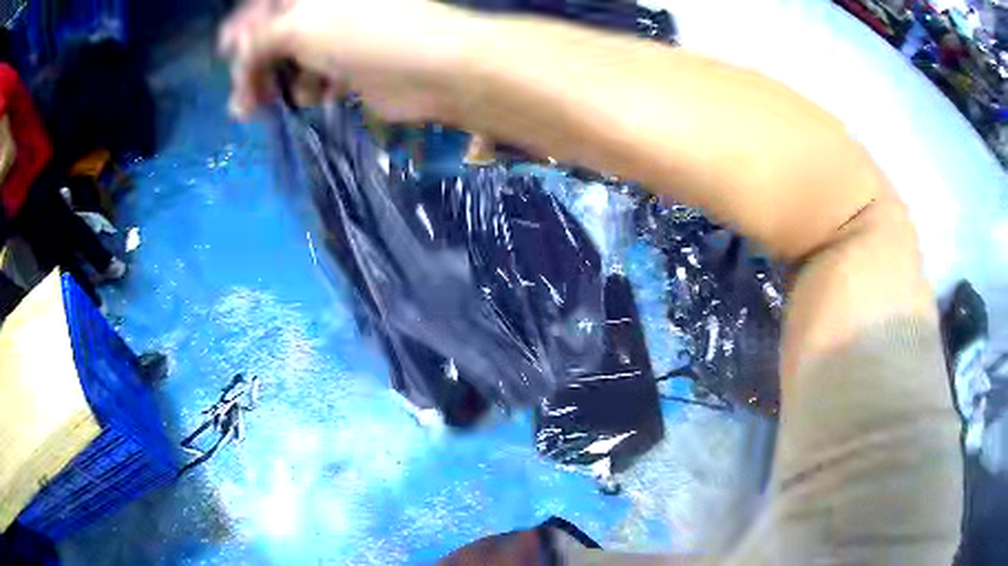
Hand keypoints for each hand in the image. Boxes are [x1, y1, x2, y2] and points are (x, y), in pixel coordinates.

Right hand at [219, 0, 475, 121]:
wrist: (436, 69)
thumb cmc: (366, 34)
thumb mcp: (301, 27)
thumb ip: (260, 38)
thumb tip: (232, 46)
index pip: (267, 5)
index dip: (242, 27)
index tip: (223, 54)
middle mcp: (327, 10)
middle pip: (276, 35)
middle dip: (254, 65)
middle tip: (241, 100)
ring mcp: (341, 38)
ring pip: (293, 60)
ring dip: (275, 84)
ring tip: (262, 108)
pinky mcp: (353, 69)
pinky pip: (316, 78)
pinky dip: (306, 91)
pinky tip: (308, 101)